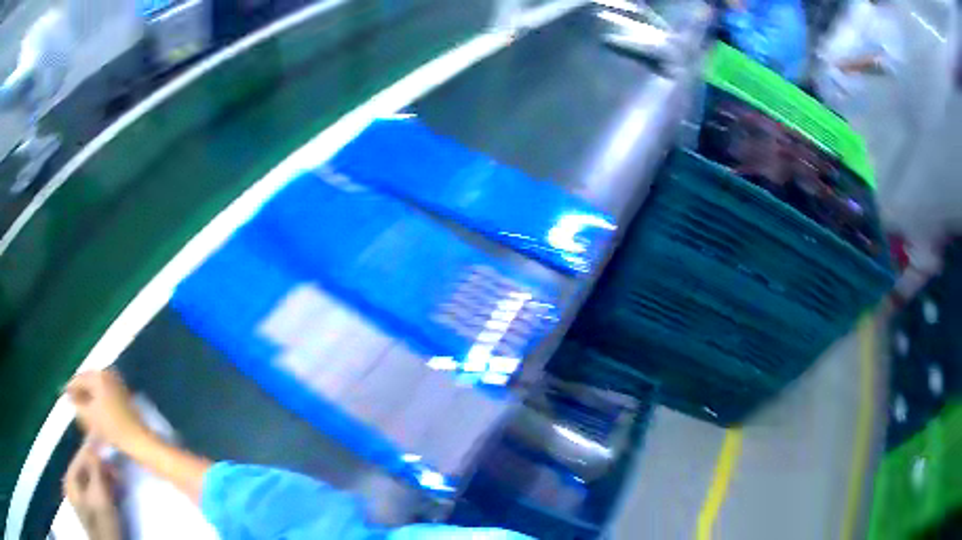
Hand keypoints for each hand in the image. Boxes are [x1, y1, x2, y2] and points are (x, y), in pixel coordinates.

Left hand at [64, 442, 122, 539]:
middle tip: (116, 465)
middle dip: (101, 466)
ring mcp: (81, 499)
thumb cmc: (102, 523)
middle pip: (85, 469)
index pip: (81, 457)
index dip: (92, 448)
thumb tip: (94, 443)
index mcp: (70, 479)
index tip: (103, 436)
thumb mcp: (100, 495)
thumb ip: (96, 469)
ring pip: (91, 480)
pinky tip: (114, 488)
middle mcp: (72, 485)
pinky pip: (95, 491)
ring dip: (104, 477)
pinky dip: (104, 487)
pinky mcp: (91, 509)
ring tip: (118, 477)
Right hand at [66, 370, 153, 453]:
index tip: (63, 394)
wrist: (138, 440)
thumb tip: (68, 397)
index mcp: (99, 375)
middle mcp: (108, 374)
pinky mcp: (122, 396)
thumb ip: (77, 404)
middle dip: (79, 394)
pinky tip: (92, 414)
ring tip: (81, 411)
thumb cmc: (112, 427)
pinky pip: (104, 396)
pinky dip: (96, 403)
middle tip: (71, 403)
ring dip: (87, 399)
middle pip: (88, 383)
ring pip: (95, 390)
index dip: (70, 388)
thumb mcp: (90, 415)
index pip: (79, 378)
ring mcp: (116, 384)